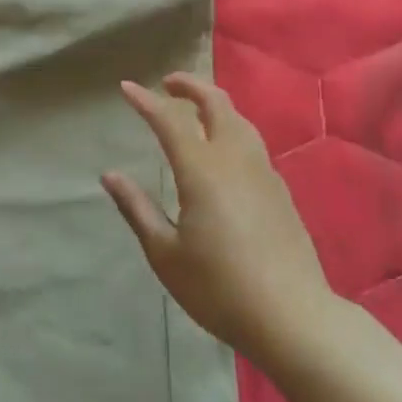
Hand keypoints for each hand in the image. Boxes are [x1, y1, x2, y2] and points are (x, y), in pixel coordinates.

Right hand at [103, 73, 334, 365]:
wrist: (293, 317)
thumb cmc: (219, 287)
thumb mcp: (165, 253)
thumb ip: (137, 208)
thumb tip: (109, 175)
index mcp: (201, 170)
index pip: (169, 120)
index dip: (145, 100)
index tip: (126, 87)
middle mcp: (234, 159)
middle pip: (216, 103)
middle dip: (190, 85)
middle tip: (168, 83)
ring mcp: (263, 172)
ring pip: (239, 120)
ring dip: (214, 104)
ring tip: (195, 109)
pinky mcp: (280, 190)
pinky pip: (252, 142)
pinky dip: (232, 128)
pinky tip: (224, 150)